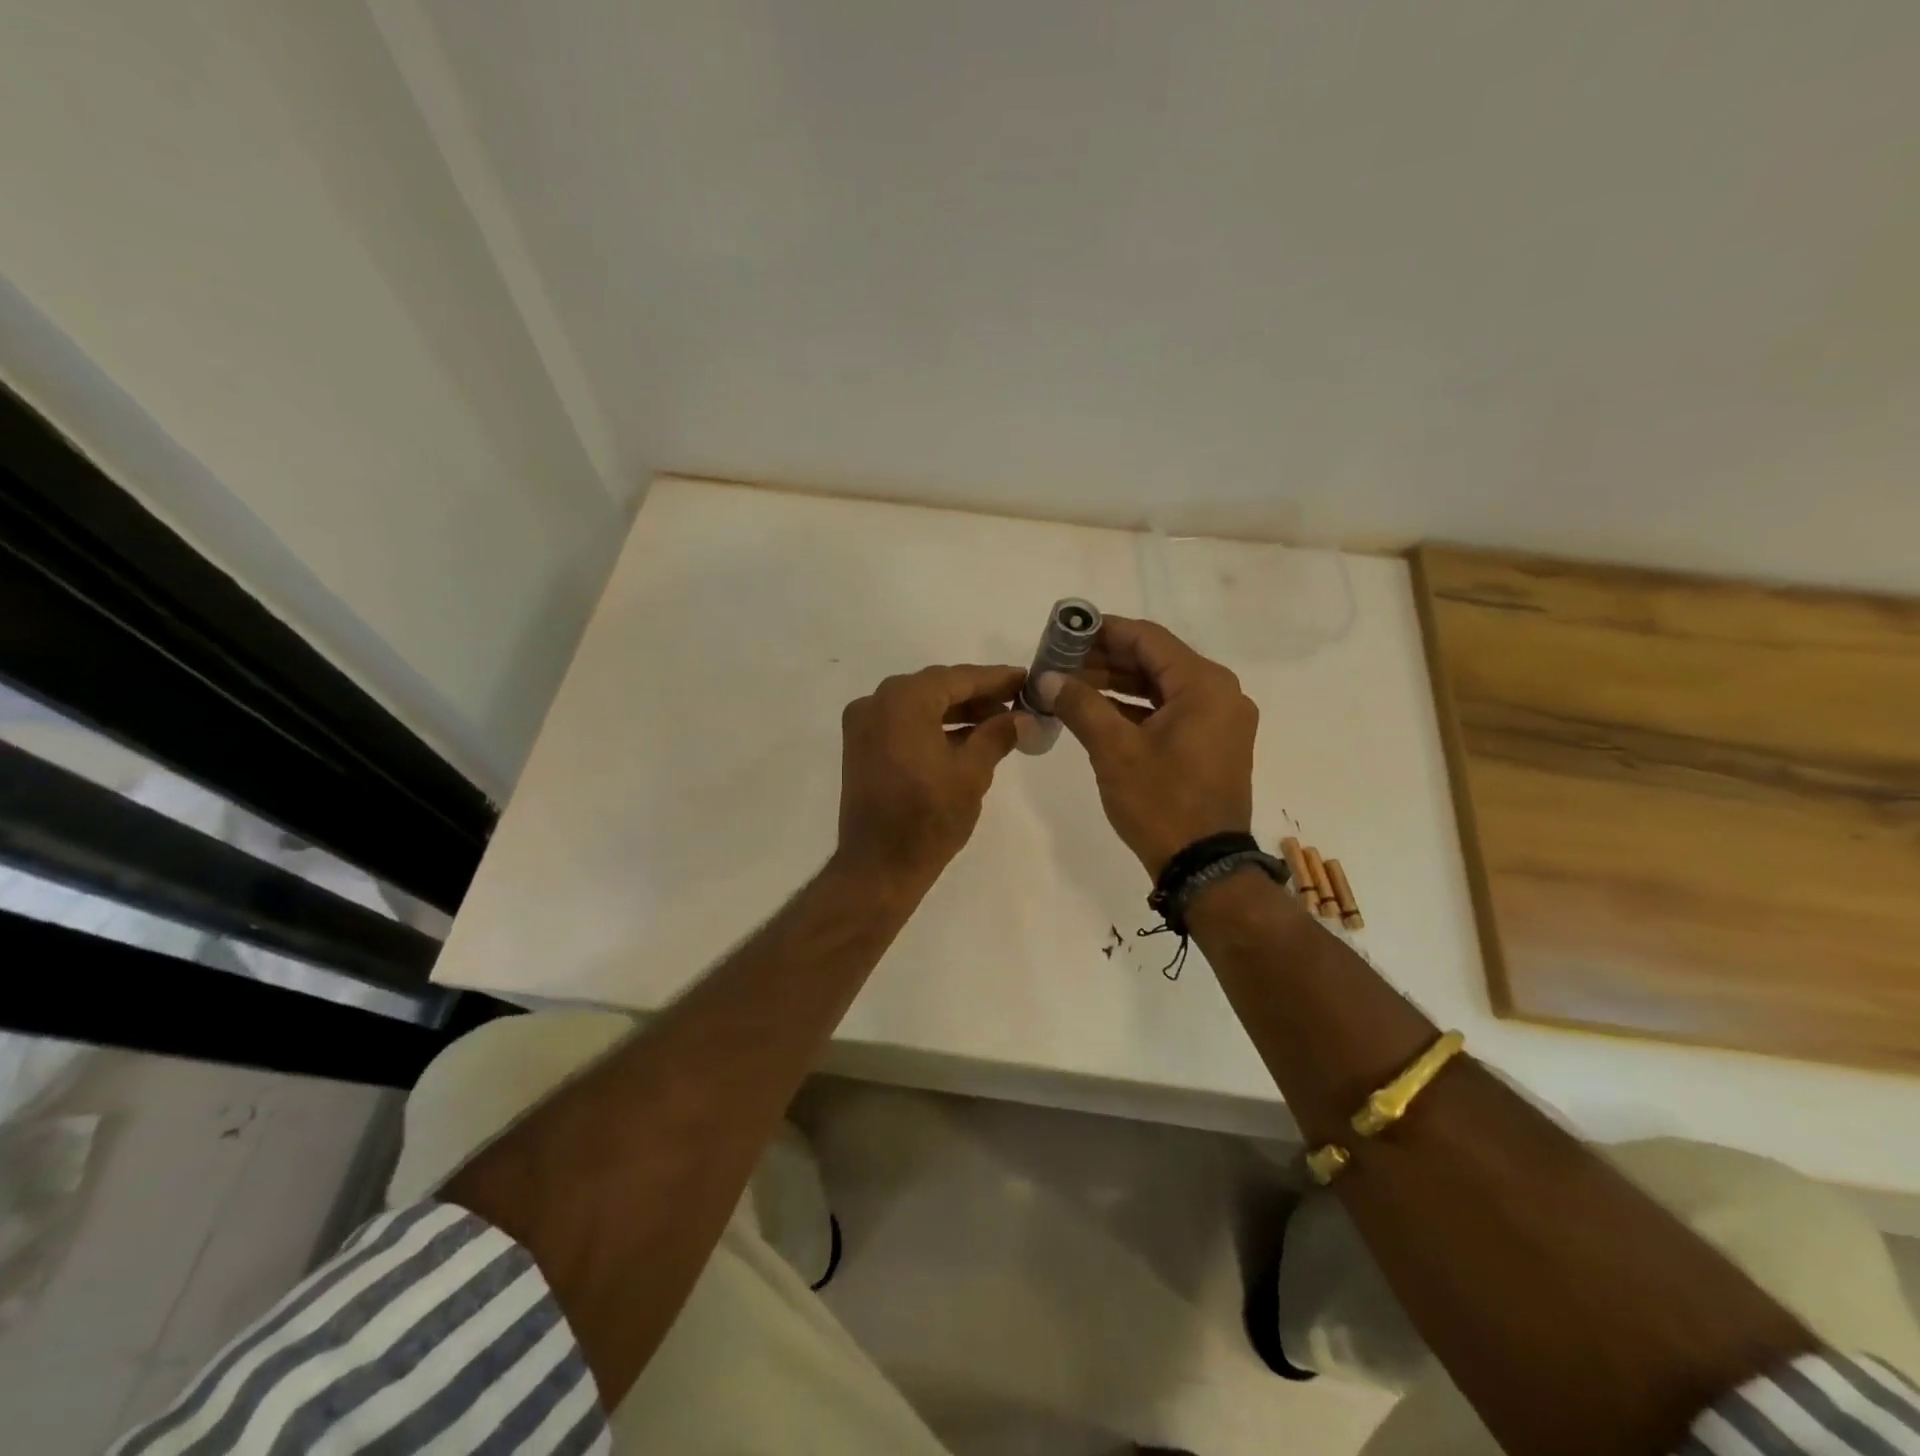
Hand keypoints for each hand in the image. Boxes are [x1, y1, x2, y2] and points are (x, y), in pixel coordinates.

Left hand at [834, 664, 1024, 885]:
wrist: (878, 867)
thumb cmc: (929, 818)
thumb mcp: (972, 773)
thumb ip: (998, 735)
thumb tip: (1022, 717)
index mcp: (902, 700)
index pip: (958, 678)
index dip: (995, 679)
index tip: (1026, 679)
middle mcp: (876, 702)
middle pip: (936, 688)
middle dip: (977, 695)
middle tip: (1017, 702)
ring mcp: (864, 726)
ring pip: (920, 706)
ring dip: (957, 712)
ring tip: (999, 721)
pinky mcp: (862, 748)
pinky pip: (904, 724)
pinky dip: (934, 727)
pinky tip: (968, 738)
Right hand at [1037, 617, 1256, 875]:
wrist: (1204, 867)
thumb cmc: (1161, 802)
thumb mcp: (1114, 750)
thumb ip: (1080, 705)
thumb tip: (1048, 677)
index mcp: (1204, 685)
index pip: (1147, 638)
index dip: (1103, 631)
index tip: (1064, 632)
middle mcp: (1219, 694)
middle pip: (1154, 661)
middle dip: (1104, 660)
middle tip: (1059, 662)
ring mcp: (1218, 721)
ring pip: (1160, 687)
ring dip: (1116, 684)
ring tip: (1069, 686)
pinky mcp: (1211, 744)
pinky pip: (1169, 712)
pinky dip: (1134, 709)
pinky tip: (1095, 711)